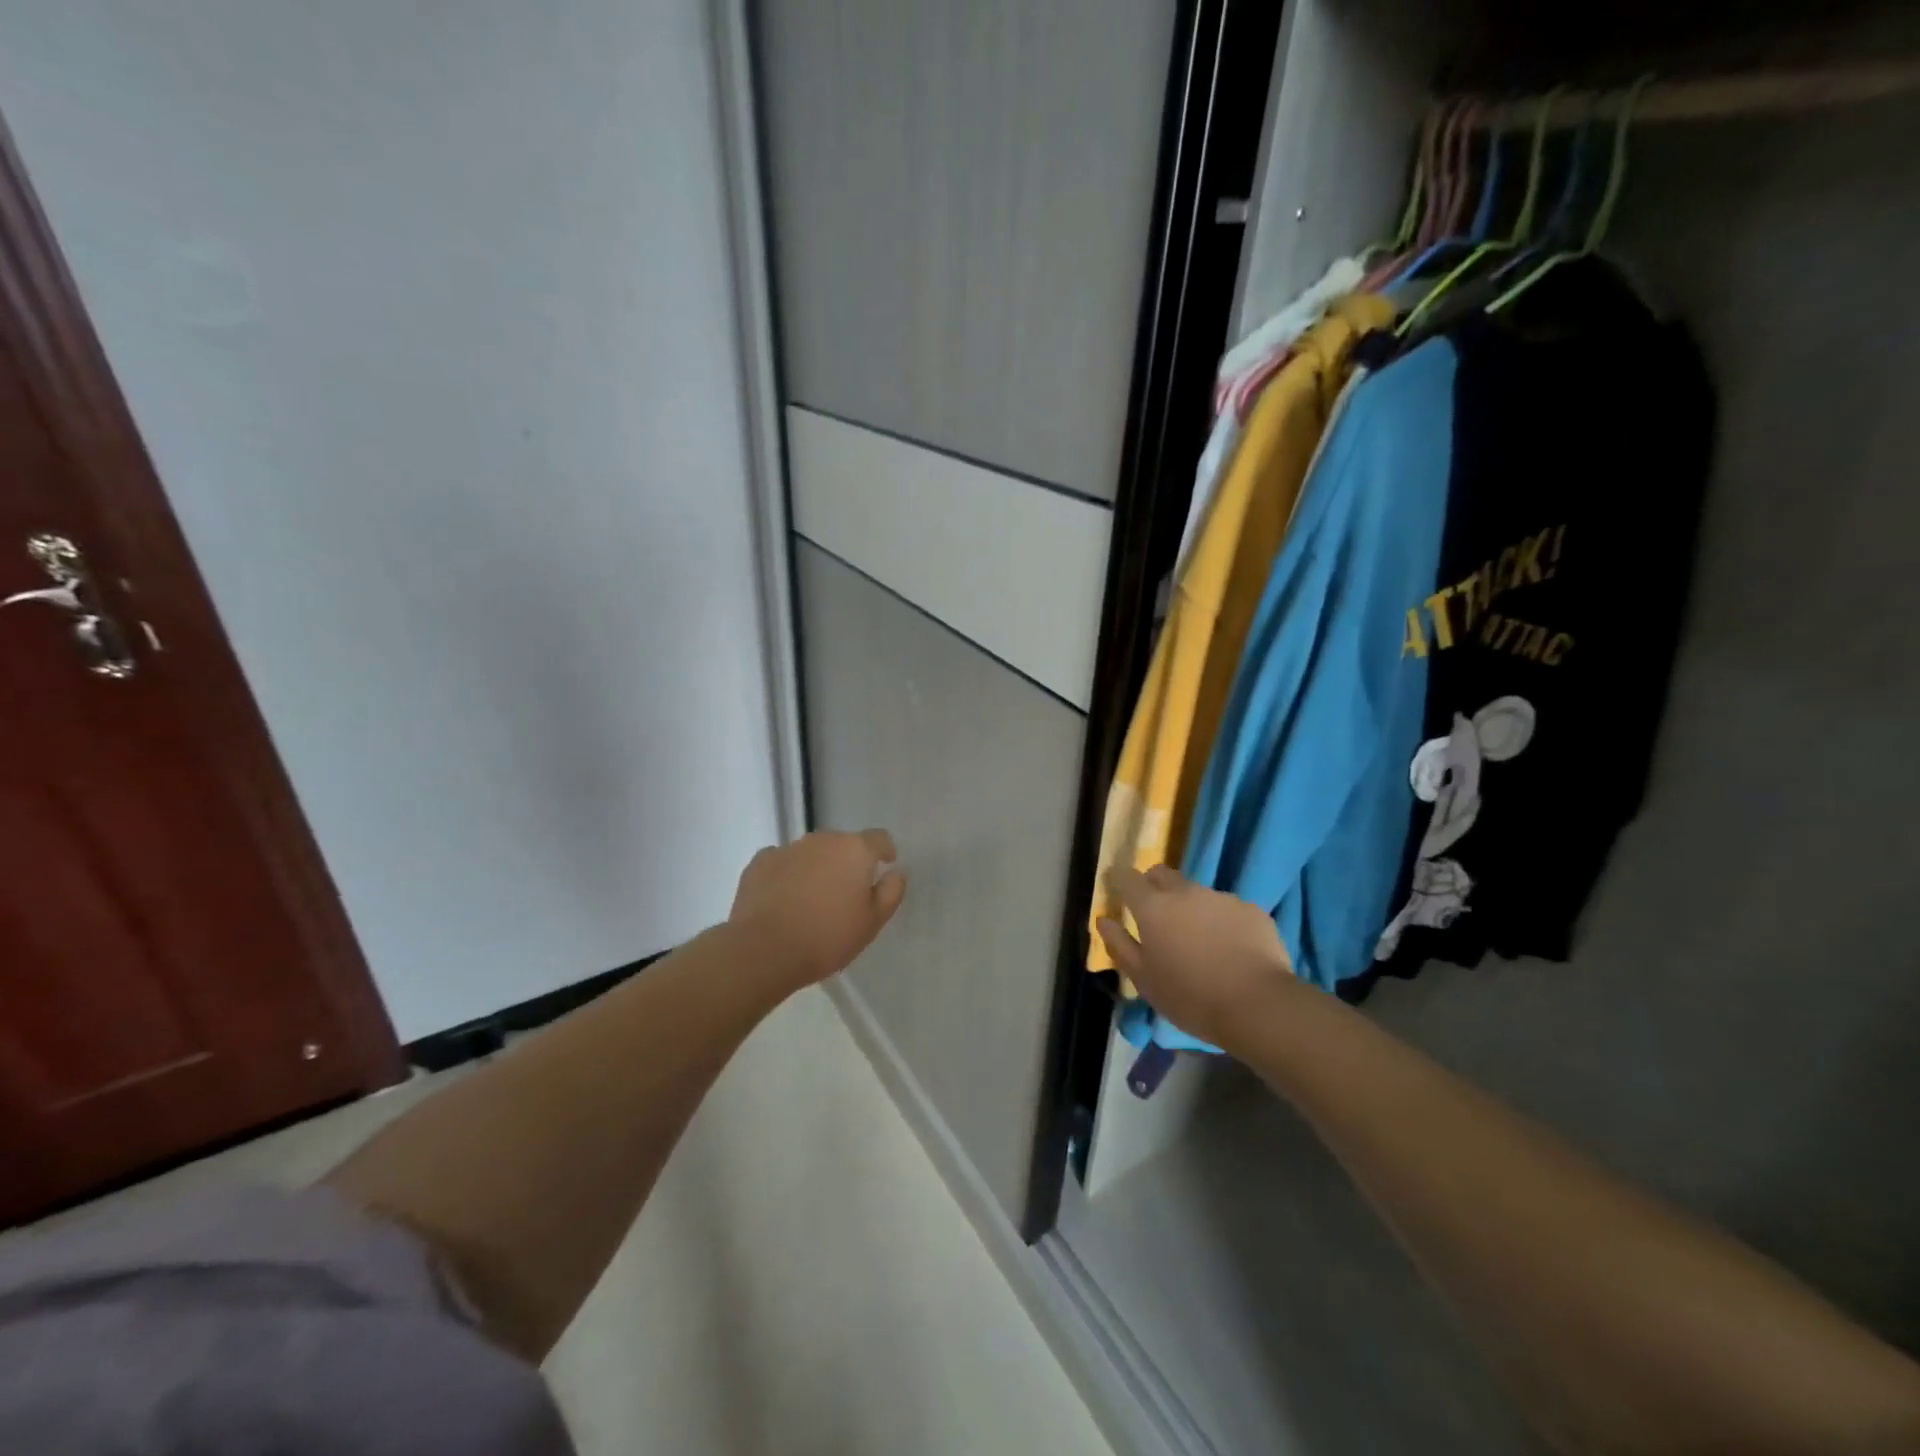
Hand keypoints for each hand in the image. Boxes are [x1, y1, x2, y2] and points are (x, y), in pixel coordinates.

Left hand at [730, 829, 906, 987]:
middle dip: (847, 863)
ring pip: (811, 852)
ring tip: (812, 900)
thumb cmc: (827, 937)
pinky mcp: (759, 862)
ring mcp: (788, 848)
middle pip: (842, 844)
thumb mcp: (872, 922)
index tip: (884, 866)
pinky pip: (782, 862)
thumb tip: (895, 873)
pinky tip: (783, 899)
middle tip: (845, 894)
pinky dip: (787, 874)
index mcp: (854, 850)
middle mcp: (822, 840)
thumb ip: (890, 892)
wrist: (763, 950)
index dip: (884, 851)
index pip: (879, 838)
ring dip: (817, 868)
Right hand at [1097, 865, 1298, 1052]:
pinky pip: (1227, 908)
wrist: (1258, 1005)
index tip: (1116, 887)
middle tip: (1156, 914)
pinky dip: (1221, 921)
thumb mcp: (1144, 979)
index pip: (1127, 877)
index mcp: (1153, 907)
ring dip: (1190, 907)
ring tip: (1199, 940)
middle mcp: (1185, 892)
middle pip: (1162, 874)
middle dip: (1153, 885)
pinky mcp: (1251, 909)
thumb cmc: (1190, 997)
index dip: (1119, 879)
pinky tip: (1230, 948)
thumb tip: (1103, 920)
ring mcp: (1220, 898)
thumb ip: (1119, 945)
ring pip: (1196, 892)